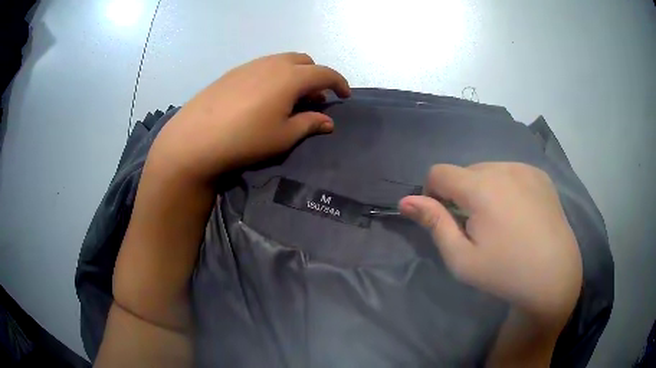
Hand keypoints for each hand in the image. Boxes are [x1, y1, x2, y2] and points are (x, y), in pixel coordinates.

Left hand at [148, 52, 350, 182]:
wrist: (196, 138)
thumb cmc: (245, 139)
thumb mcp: (283, 136)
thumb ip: (310, 124)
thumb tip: (328, 121)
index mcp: (291, 77)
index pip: (325, 73)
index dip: (340, 83)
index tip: (345, 95)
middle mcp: (273, 63)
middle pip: (305, 61)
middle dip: (316, 76)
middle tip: (315, 98)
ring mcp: (251, 65)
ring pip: (283, 61)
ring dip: (295, 75)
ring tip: (291, 98)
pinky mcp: (234, 72)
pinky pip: (264, 66)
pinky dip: (275, 76)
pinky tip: (265, 96)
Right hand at [399, 163, 582, 324]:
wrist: (554, 274)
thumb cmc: (505, 272)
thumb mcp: (462, 259)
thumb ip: (434, 224)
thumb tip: (406, 201)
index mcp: (482, 187)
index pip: (439, 172)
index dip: (433, 193)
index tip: (446, 219)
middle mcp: (503, 168)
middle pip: (465, 171)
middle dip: (461, 194)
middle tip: (476, 227)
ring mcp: (525, 168)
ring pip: (488, 170)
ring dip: (483, 189)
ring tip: (499, 221)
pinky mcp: (540, 175)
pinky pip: (511, 172)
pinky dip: (505, 187)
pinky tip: (518, 213)